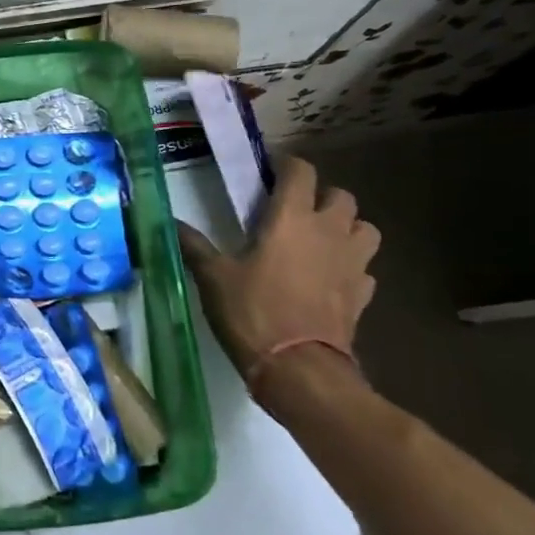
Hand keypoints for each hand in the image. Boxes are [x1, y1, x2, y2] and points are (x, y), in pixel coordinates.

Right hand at [177, 156, 378, 380]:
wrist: (299, 368)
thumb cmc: (253, 312)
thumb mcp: (213, 277)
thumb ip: (194, 245)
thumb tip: (170, 222)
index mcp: (292, 218)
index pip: (301, 172)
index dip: (286, 166)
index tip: (269, 173)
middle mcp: (329, 231)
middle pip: (342, 195)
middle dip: (321, 197)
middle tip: (295, 211)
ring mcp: (352, 263)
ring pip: (364, 228)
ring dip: (346, 228)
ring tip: (321, 241)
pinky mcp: (363, 294)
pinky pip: (364, 269)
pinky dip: (350, 267)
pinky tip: (331, 279)